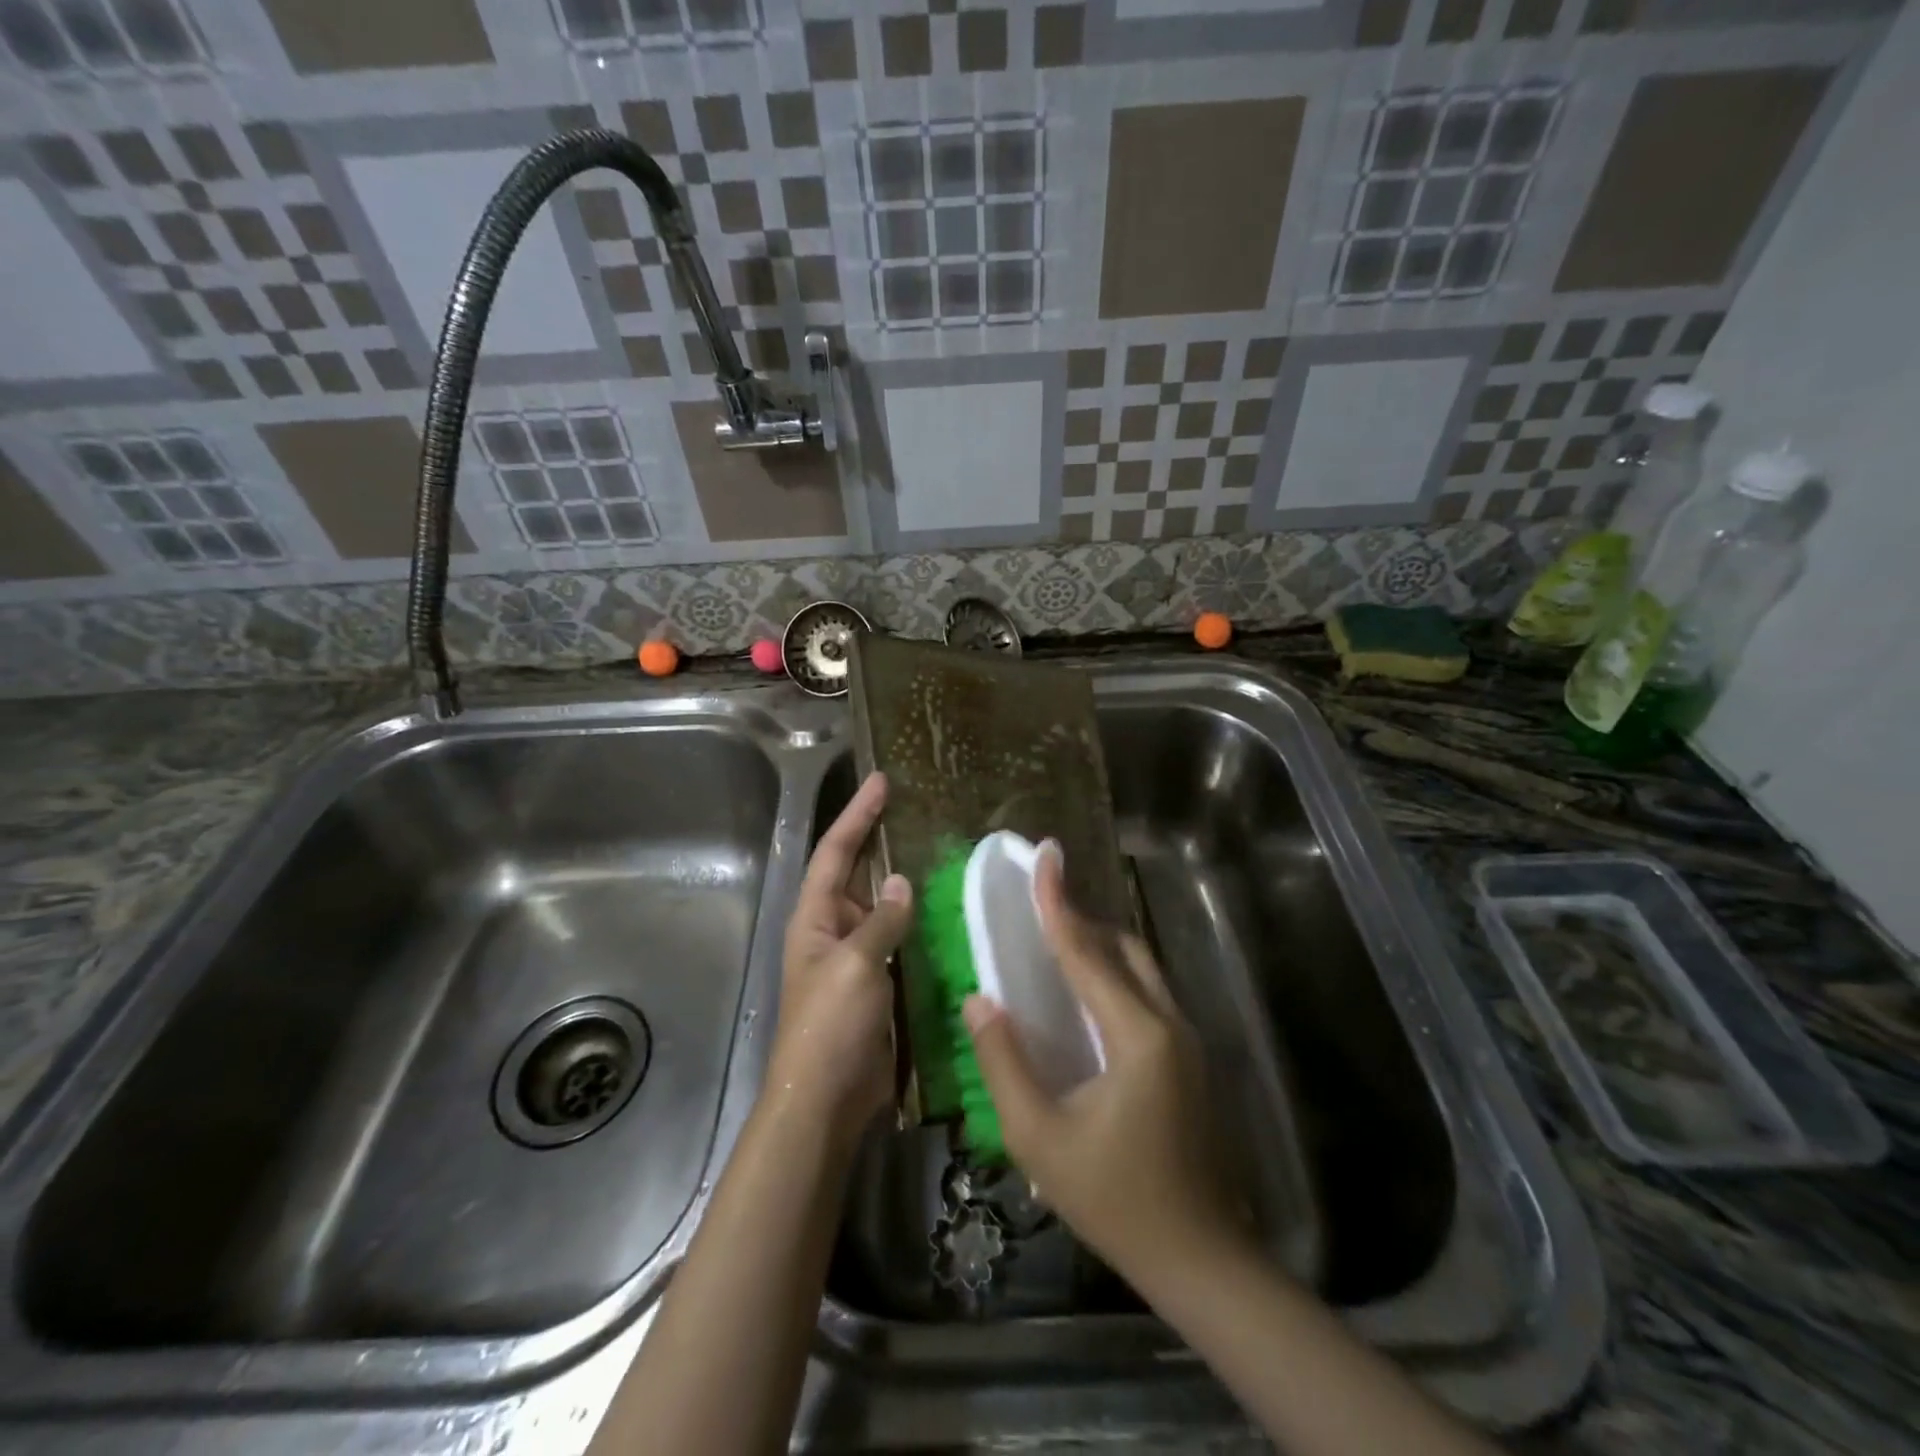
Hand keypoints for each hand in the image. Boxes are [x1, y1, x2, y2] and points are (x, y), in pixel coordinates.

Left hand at [771, 771, 912, 1137]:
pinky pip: (899, 938)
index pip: (834, 851)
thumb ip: (880, 920)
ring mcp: (857, 956)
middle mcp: (833, 929)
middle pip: (856, 871)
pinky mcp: (879, 981)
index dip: (857, 814)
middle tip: (914, 806)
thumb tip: (900, 882)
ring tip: (938, 848)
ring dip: (903, 879)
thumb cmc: (831, 1025)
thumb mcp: (854, 965)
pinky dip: (918, 920)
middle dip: (879, 838)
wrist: (827, 1098)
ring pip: (882, 905)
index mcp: (815, 917)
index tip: (881, 781)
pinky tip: (946, 908)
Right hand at [961, 848, 1244, 1278]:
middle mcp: (1171, 1022)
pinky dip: (1115, 977)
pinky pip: (1149, 994)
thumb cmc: (1113, 1199)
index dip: (1057, 900)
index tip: (1044, 853)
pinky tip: (1087, 998)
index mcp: (1138, 1034)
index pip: (1087, 951)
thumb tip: (979, 999)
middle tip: (1040, 904)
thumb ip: (1004, 1063)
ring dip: (1101, 947)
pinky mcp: (1192, 1059)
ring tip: (1056, 942)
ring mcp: (1189, 1040)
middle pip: (1124, 948)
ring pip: (1142, 968)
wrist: (1201, 1259)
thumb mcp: (1039, 1138)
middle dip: (1082, 919)